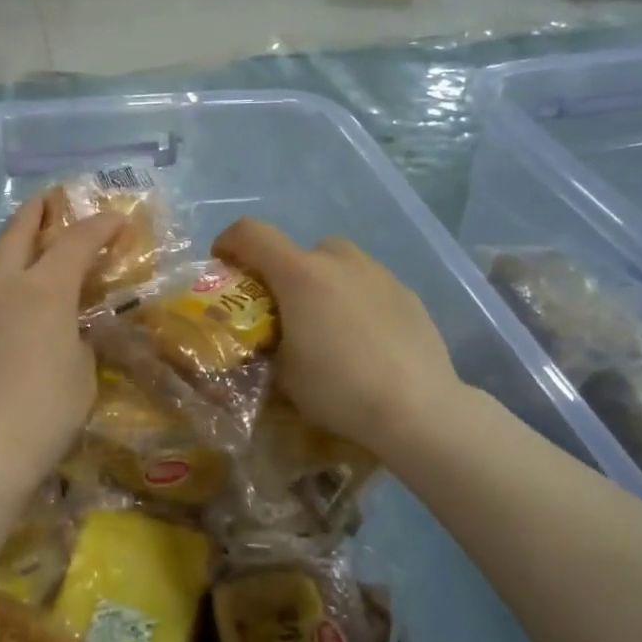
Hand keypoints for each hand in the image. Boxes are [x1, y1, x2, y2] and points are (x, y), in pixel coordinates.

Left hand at [0, 195, 125, 486]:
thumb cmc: (43, 417)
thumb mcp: (81, 378)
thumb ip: (75, 342)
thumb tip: (64, 332)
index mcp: (42, 293)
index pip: (76, 243)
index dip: (99, 226)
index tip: (115, 219)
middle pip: (15, 236)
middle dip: (35, 213)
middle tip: (47, 200)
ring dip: (6, 294)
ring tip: (15, 329)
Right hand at [212, 218, 468, 458]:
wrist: (418, 408)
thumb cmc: (339, 389)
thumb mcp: (283, 374)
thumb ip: (266, 344)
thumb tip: (264, 339)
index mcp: (299, 274)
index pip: (250, 233)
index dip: (228, 243)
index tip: (223, 267)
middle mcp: (339, 261)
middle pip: (298, 250)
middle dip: (283, 274)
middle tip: (283, 312)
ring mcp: (378, 273)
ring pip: (338, 264)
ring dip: (323, 283)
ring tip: (328, 327)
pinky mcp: (406, 293)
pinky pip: (368, 284)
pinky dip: (356, 299)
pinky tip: (365, 340)